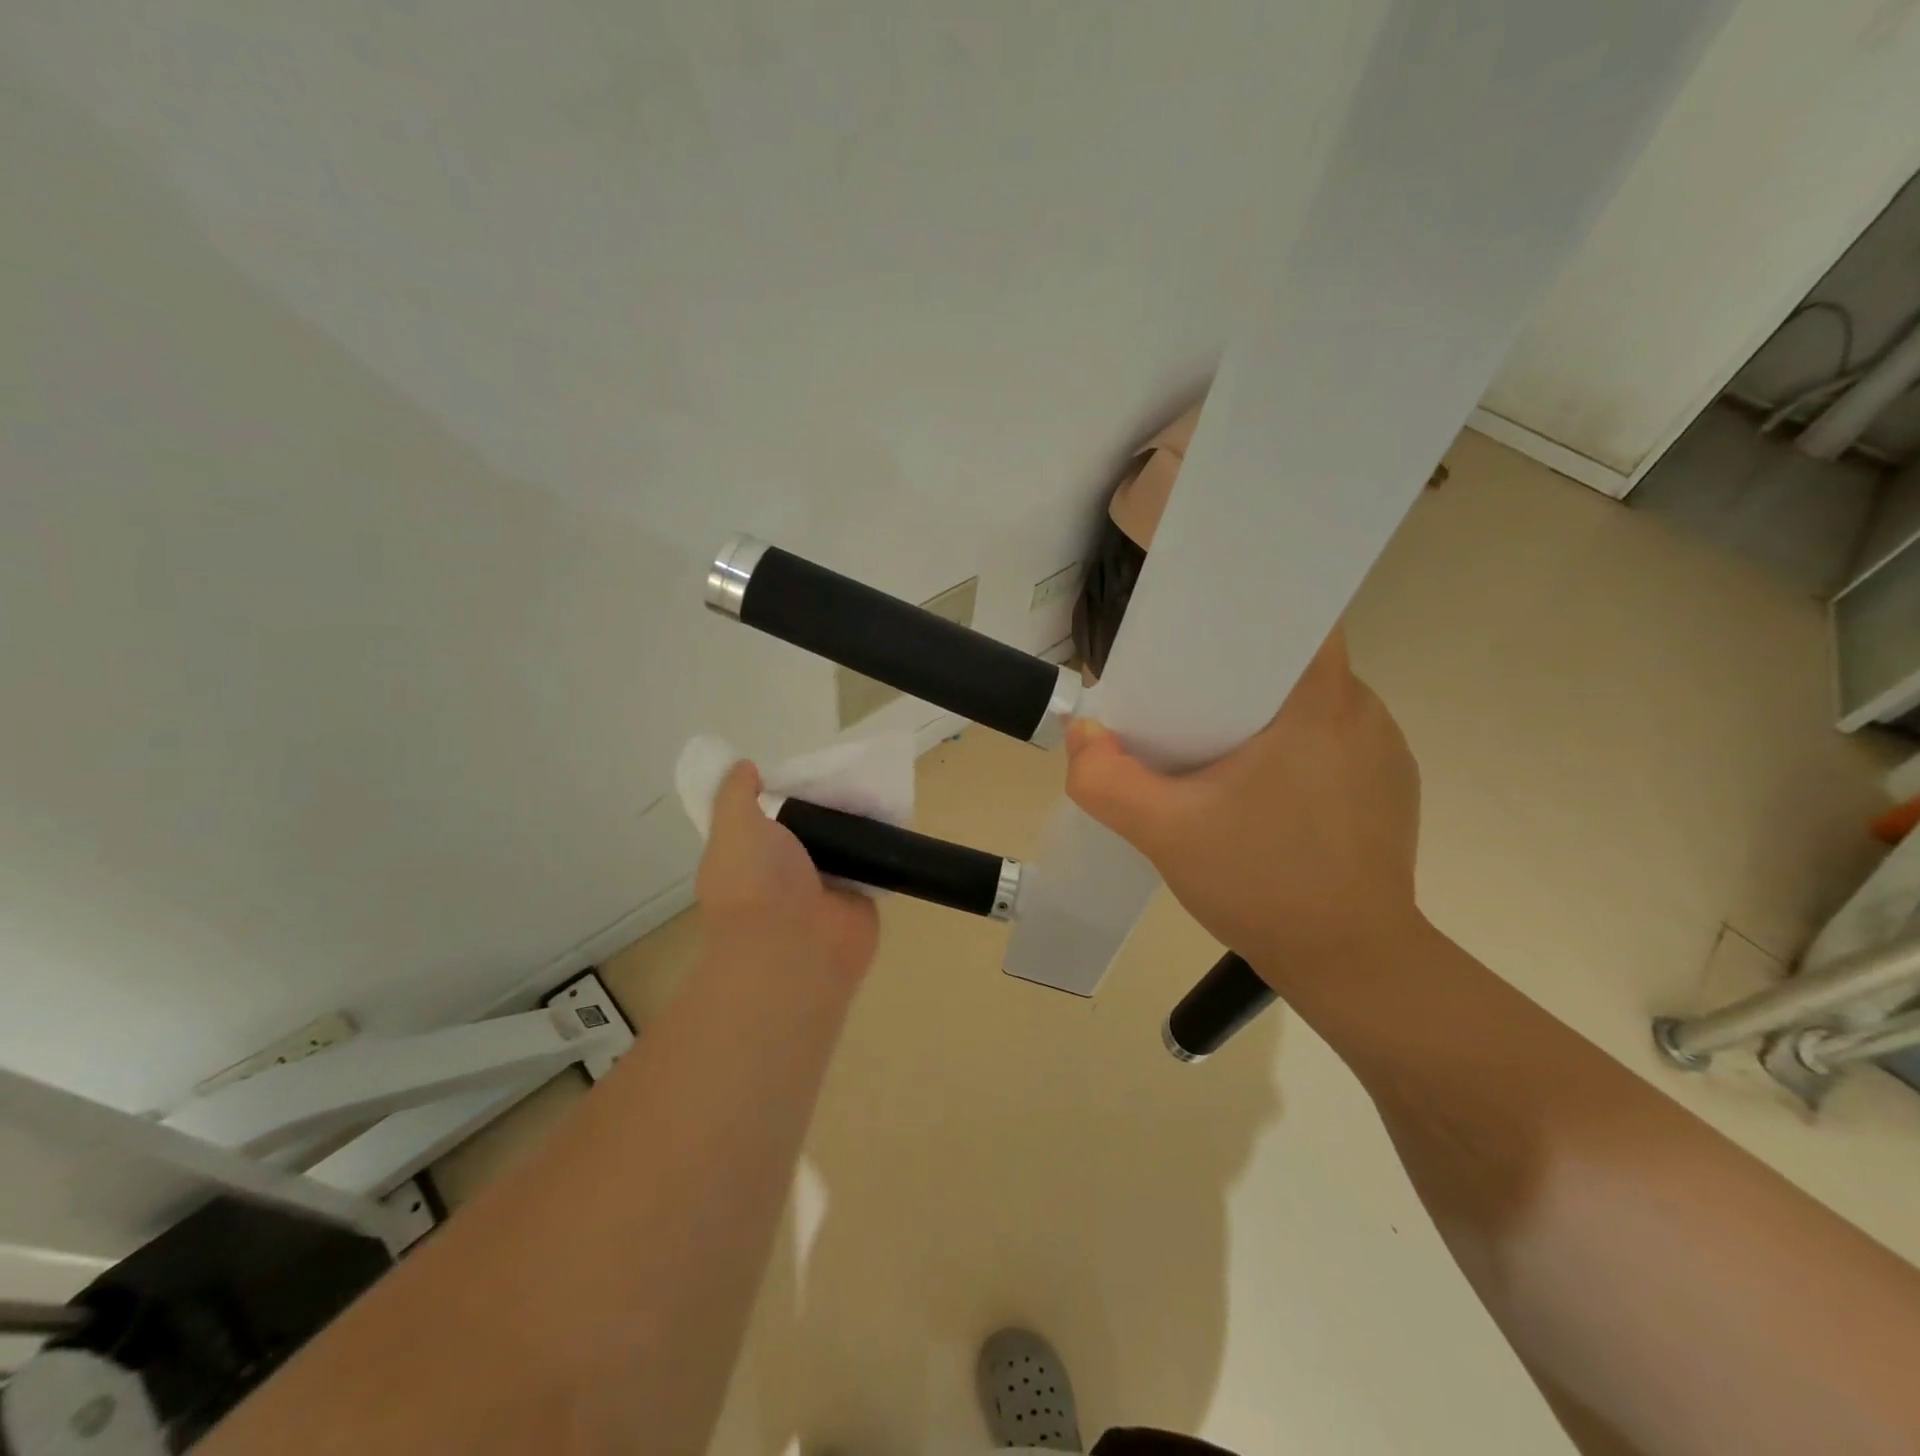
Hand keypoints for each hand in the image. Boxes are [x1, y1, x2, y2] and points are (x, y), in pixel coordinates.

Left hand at [695, 761, 880, 990]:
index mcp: (750, 858)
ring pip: (843, 845)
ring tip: (877, 785)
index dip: (780, 795)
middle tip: (848, 770)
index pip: (766, 820)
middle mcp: (785, 873)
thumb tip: (745, 767)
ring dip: (856, 824)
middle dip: (825, 805)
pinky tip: (896, 815)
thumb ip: (736, 794)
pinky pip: (873, 864)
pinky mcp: (860, 898)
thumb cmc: (755, 882)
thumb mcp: (734, 825)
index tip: (802, 769)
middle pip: (809, 829)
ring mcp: (824, 887)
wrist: (794, 947)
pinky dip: (882, 846)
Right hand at [1065, 630, 1422, 974]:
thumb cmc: (1262, 884)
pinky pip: (1333, 741)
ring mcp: (1385, 751)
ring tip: (1218, 749)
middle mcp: (1363, 712)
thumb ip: (1106, 779)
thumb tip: (1082, 734)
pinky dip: (1294, 748)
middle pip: (1293, 660)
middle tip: (1185, 701)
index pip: (1294, 615)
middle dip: (1237, 671)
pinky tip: (1262, 792)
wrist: (1352, 965)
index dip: (1244, 614)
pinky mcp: (1390, 788)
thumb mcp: (1163, 832)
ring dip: (1266, 713)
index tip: (1196, 636)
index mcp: (1319, 702)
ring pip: (1312, 703)